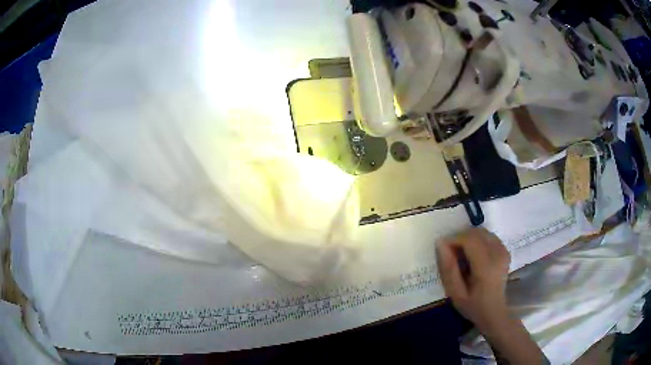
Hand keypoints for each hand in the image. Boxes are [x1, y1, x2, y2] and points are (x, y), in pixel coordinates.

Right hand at [436, 228, 510, 331]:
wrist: (494, 312)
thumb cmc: (473, 306)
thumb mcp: (455, 293)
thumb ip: (448, 269)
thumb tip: (441, 244)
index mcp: (486, 266)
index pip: (469, 239)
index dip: (453, 239)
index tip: (442, 249)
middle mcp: (497, 254)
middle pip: (476, 232)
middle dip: (460, 238)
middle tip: (451, 254)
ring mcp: (503, 250)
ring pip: (482, 232)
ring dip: (469, 238)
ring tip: (461, 255)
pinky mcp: (505, 250)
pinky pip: (488, 236)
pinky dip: (477, 240)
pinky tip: (473, 255)